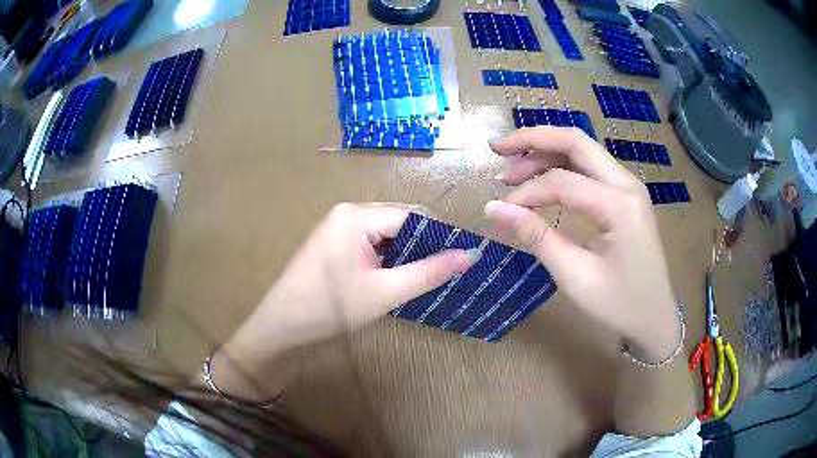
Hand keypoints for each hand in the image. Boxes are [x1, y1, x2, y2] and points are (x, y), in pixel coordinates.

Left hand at [221, 203, 478, 376]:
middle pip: (399, 221)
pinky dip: (387, 256)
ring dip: (405, 252)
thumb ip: (429, 272)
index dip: (439, 235)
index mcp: (357, 216)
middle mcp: (347, 212)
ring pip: (385, 232)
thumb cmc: (331, 308)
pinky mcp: (333, 242)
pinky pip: (370, 241)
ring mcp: (337, 226)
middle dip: (422, 244)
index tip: (462, 257)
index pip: (412, 215)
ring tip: (425, 275)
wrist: (281, 327)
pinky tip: (396, 275)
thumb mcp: (386, 293)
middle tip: (445, 270)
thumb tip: (471, 254)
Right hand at [484, 127, 679, 360]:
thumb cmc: (619, 305)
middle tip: (497, 148)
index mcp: (619, 206)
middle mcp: (627, 184)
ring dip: (546, 151)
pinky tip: (542, 176)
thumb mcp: (575, 276)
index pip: (562, 181)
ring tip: (513, 169)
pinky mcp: (626, 195)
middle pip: (575, 142)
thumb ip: (537, 237)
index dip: (525, 192)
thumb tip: (494, 209)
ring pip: (583, 150)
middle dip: (533, 139)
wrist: (655, 318)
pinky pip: (591, 167)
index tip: (500, 211)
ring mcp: (629, 186)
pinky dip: (562, 164)